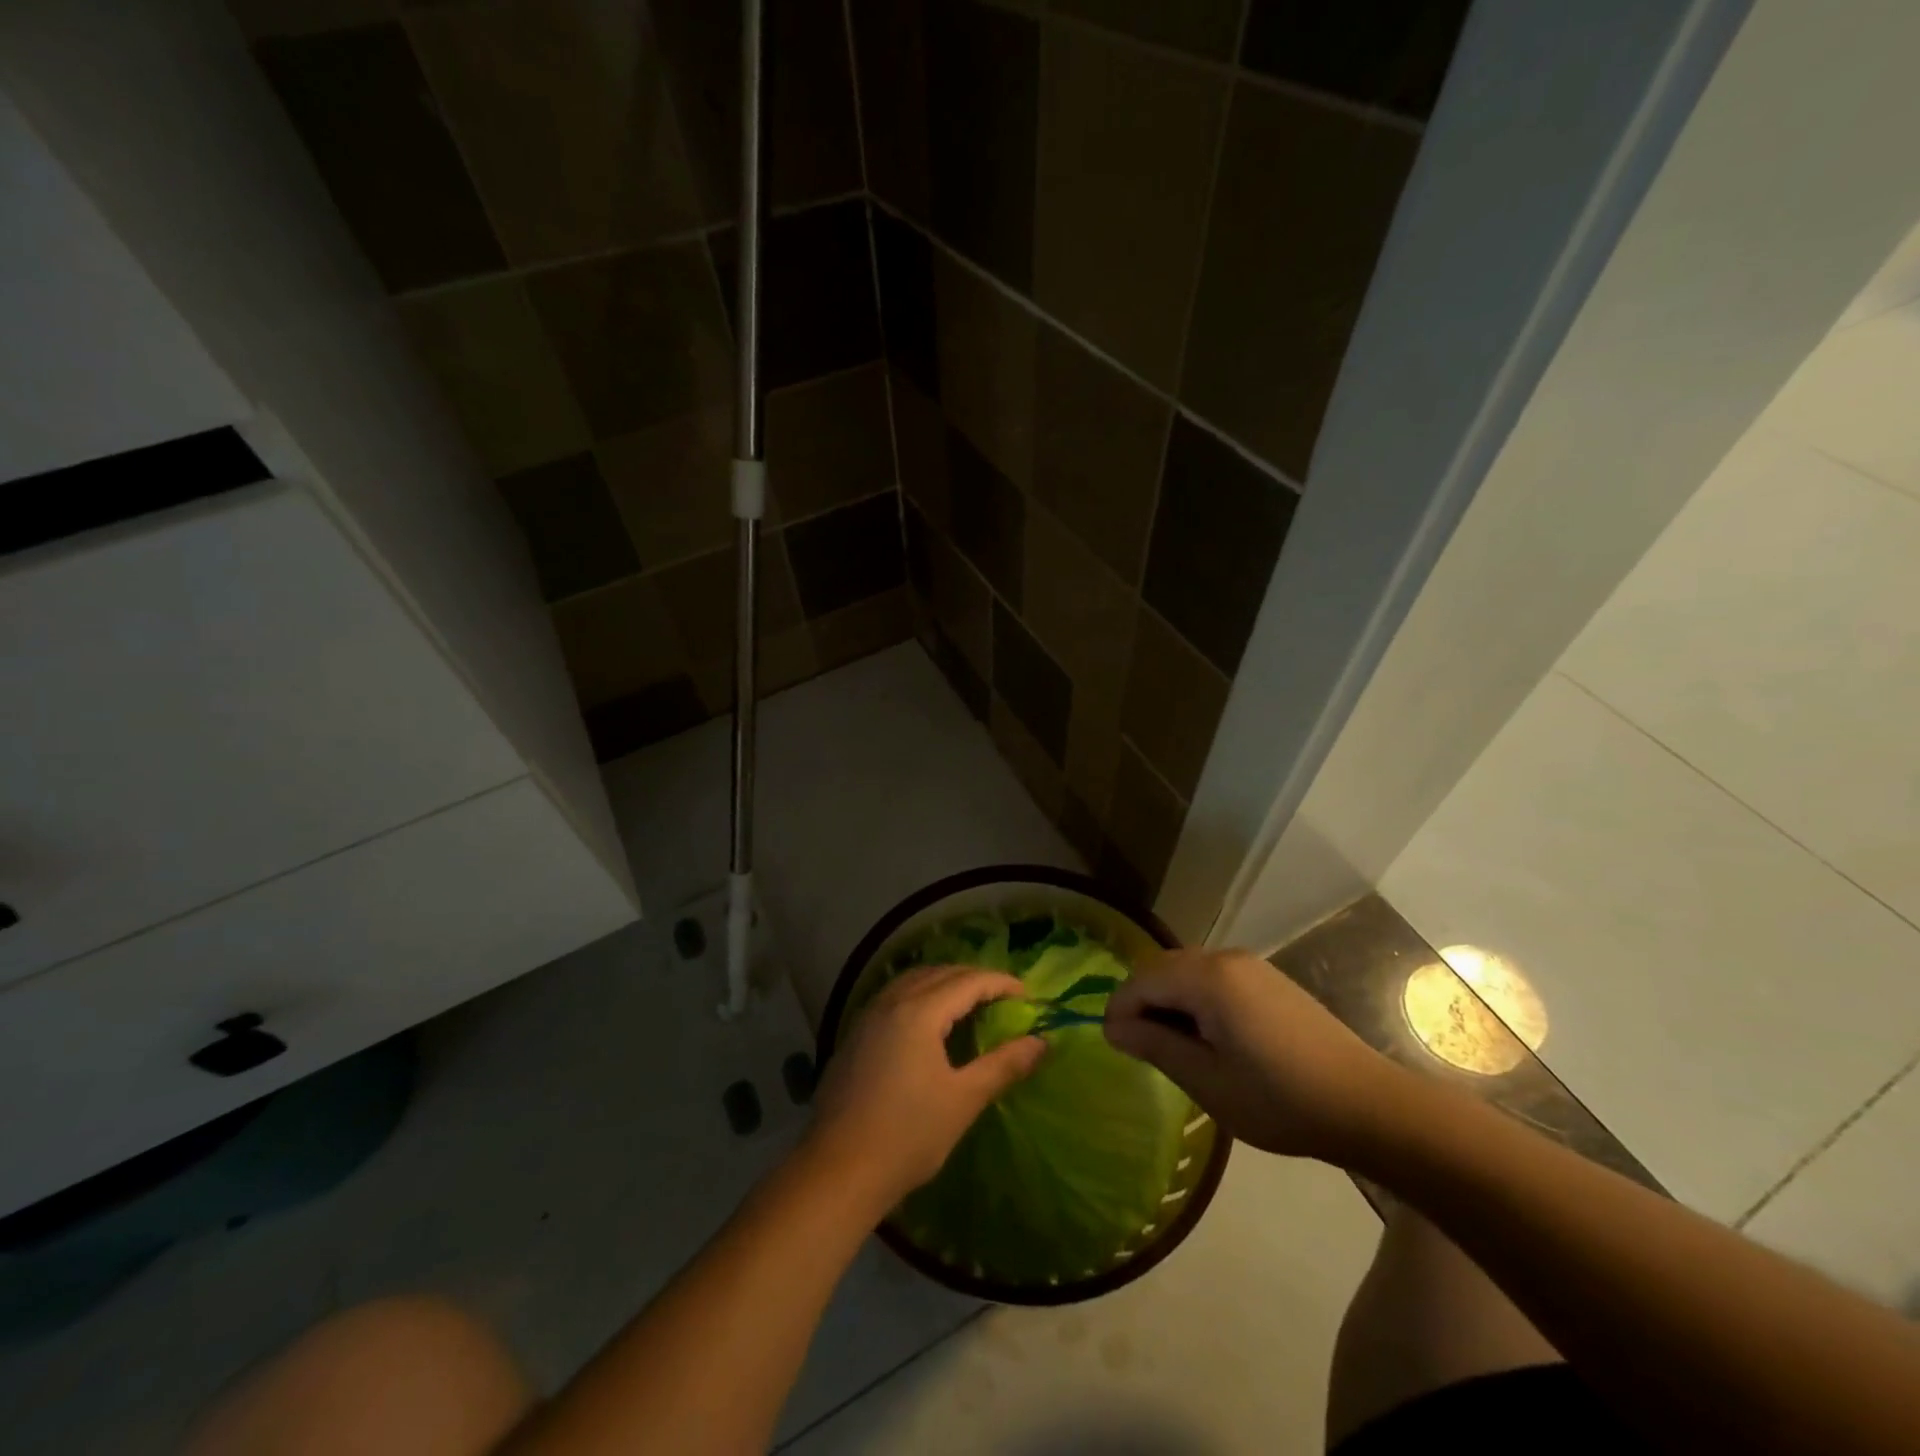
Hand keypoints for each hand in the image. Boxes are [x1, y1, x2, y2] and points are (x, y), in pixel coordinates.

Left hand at [807, 966, 1046, 1214]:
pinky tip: (928, 1022)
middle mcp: (891, 1002)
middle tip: (1002, 997)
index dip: (1000, 983)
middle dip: (974, 978)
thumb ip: (1003, 1065)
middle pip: (940, 973)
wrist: (837, 1170)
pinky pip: (895, 996)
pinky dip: (920, 995)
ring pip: (913, 980)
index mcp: (919, 1011)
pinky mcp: (855, 1035)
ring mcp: (868, 1016)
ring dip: (944, 982)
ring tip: (969, 1003)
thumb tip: (1041, 1043)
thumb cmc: (907, 1136)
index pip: (968, 981)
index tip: (1026, 995)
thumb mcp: (963, 1100)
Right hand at [1104, 948, 1408, 1162]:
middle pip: (1162, 968)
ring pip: (1188, 971)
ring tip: (1172, 1047)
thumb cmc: (1280, 1099)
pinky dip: (1196, 999)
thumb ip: (1156, 1046)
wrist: (1367, 1105)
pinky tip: (1207, 1037)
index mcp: (1208, 979)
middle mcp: (1226, 958)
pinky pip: (1214, 977)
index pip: (1142, 980)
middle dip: (1142, 1002)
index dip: (1119, 1009)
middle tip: (1139, 1048)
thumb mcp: (1208, 1081)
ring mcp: (1251, 966)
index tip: (1113, 1046)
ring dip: (1169, 1001)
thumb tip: (1113, 1027)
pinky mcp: (1268, 979)